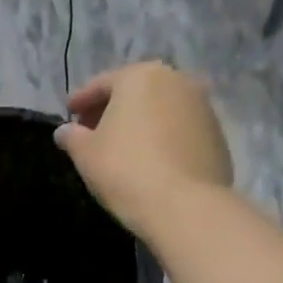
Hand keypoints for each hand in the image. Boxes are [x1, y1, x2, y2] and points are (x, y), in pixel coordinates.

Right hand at [54, 62, 231, 235]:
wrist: (185, 206)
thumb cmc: (126, 170)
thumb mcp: (85, 153)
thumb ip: (72, 137)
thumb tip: (65, 131)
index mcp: (141, 77)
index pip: (102, 84)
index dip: (81, 100)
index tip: (69, 114)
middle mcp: (177, 81)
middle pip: (135, 92)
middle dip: (112, 109)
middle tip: (92, 131)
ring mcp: (203, 107)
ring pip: (161, 109)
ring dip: (140, 123)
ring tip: (122, 148)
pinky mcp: (218, 135)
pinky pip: (180, 130)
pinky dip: (163, 138)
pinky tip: (150, 160)